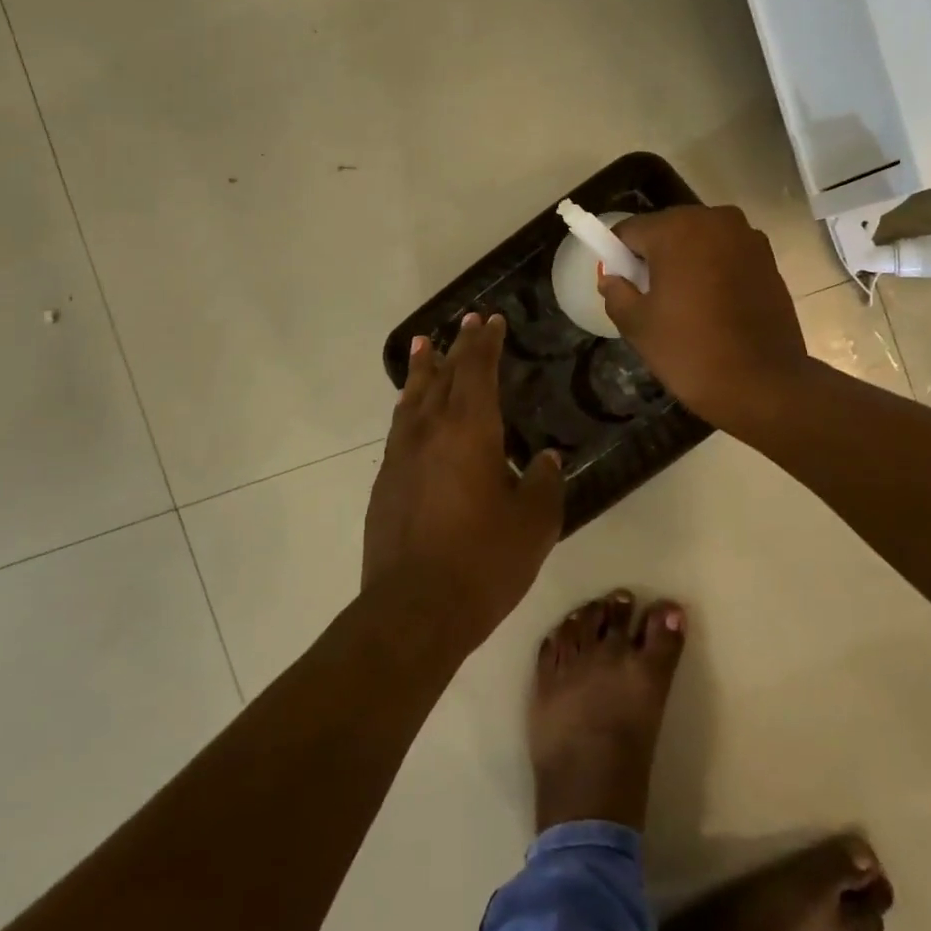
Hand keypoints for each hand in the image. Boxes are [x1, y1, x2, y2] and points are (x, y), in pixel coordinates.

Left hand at [363, 313, 564, 650]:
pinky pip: (399, 427)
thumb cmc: (483, 562)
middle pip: (444, 375)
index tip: (492, 320)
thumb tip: (545, 460)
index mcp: (470, 430)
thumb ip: (542, 484)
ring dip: (423, 368)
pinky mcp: (385, 482)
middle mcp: (431, 431)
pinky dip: (408, 405)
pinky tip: (411, 411)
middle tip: (467, 322)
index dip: (486, 342)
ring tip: (424, 345)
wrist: (414, 610)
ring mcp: (401, 455)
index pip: (478, 370)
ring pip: (413, 397)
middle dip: (459, 346)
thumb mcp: (534, 524)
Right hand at [599, 205, 809, 434]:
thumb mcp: (637, 325)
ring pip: (699, 242)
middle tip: (651, 299)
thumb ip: (616, 292)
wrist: (762, 384)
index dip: (618, 257)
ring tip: (685, 305)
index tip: (621, 286)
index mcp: (676, 229)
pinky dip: (714, 271)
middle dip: (654, 257)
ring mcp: (747, 237)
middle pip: (667, 230)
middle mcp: (714, 220)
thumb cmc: (690, 350)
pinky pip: (726, 255)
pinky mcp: (769, 259)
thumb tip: (611, 278)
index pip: (630, 231)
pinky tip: (714, 307)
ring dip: (686, 263)